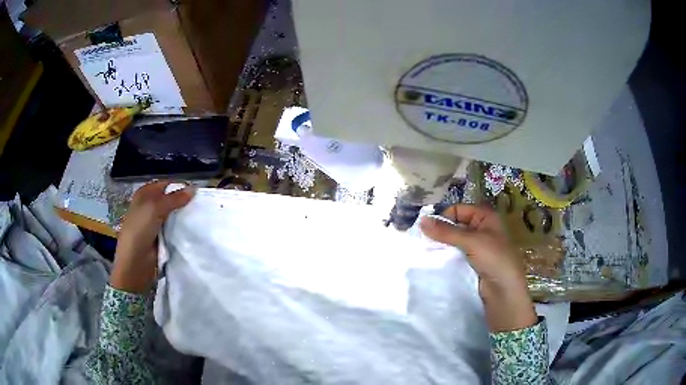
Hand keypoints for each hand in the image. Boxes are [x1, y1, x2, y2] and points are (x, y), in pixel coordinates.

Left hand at [111, 181, 194, 293]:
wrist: (135, 263)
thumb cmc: (140, 230)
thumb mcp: (155, 209)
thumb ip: (174, 198)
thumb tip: (194, 189)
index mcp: (145, 194)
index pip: (166, 185)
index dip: (180, 186)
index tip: (197, 192)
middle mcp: (150, 206)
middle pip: (171, 199)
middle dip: (184, 202)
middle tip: (201, 205)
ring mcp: (156, 223)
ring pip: (174, 215)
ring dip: (184, 216)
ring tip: (201, 216)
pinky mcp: (162, 237)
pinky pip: (174, 229)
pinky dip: (182, 228)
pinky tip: (194, 229)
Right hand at [420, 204, 536, 331]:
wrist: (504, 290)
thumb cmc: (493, 258)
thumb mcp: (471, 241)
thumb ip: (446, 232)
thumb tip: (422, 221)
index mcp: (485, 217)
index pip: (458, 210)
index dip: (444, 217)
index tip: (429, 230)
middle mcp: (481, 228)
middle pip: (455, 224)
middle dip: (441, 232)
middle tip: (424, 242)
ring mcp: (477, 246)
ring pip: (454, 241)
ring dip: (443, 245)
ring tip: (427, 252)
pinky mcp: (472, 261)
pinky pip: (456, 254)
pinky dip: (446, 256)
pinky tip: (436, 261)